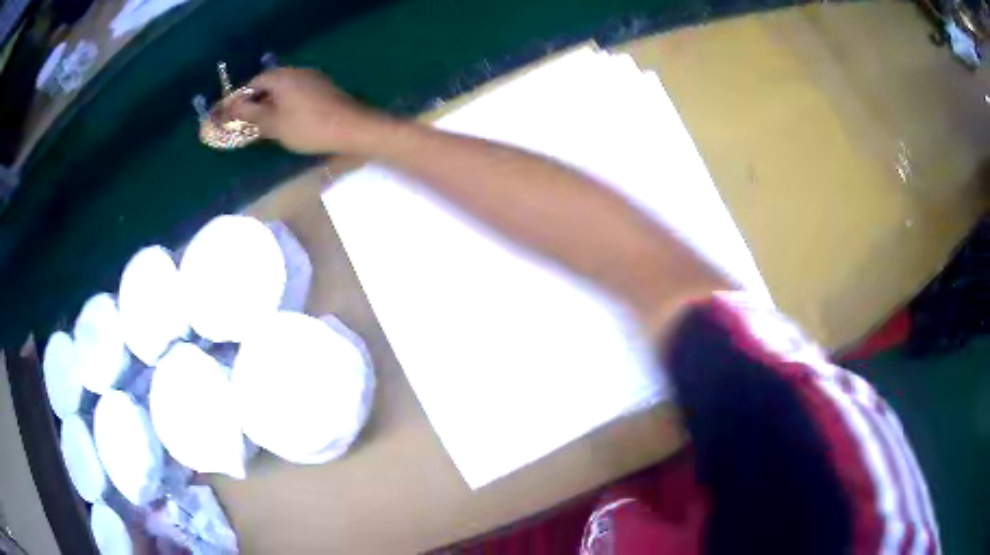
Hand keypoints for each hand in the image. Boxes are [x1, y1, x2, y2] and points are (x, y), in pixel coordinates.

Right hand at [227, 68, 392, 154]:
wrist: (352, 128)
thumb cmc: (307, 126)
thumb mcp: (272, 123)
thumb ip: (249, 114)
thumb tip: (230, 108)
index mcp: (281, 76)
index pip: (253, 83)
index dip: (240, 99)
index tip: (231, 115)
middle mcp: (297, 71)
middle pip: (268, 84)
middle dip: (255, 102)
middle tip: (247, 123)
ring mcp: (313, 78)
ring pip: (283, 89)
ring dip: (271, 105)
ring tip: (264, 125)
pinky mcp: (324, 89)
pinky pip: (297, 94)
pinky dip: (286, 106)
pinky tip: (286, 122)